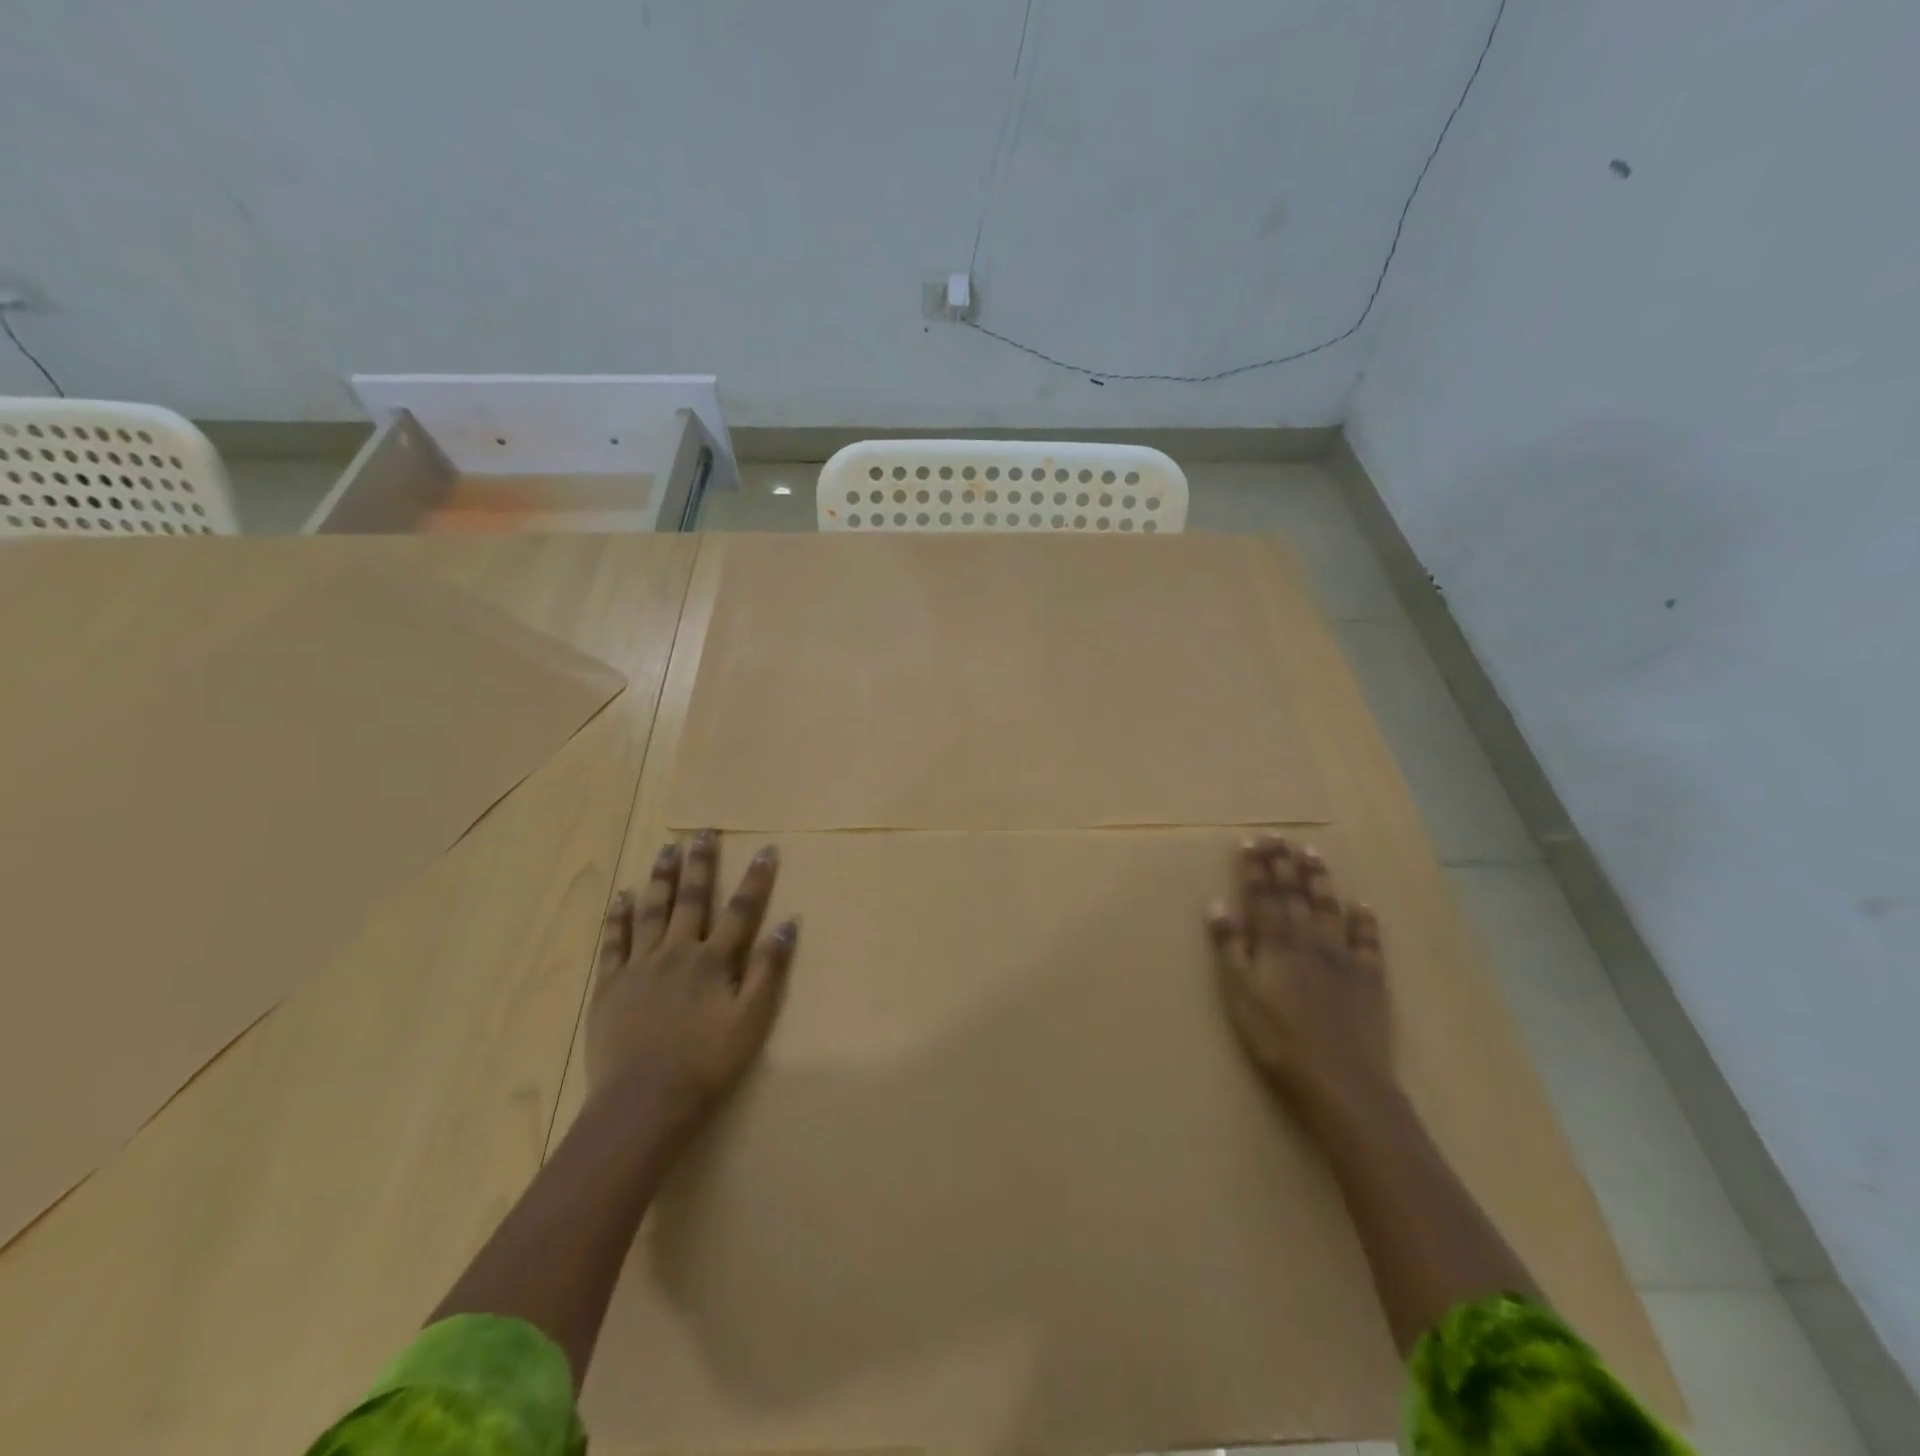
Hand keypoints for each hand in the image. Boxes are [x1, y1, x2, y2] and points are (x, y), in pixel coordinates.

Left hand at [587, 830, 797, 1130]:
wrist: (644, 1102)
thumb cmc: (707, 1063)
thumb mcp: (752, 1020)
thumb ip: (769, 970)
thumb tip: (789, 925)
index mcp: (713, 961)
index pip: (741, 910)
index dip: (755, 879)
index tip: (765, 849)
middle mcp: (677, 953)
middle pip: (692, 900)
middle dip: (701, 864)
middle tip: (703, 832)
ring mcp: (639, 966)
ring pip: (652, 911)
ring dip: (661, 878)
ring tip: (666, 849)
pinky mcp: (610, 986)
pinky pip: (614, 941)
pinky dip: (618, 916)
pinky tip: (621, 896)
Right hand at [1205, 836, 1394, 1131]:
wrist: (1342, 1081)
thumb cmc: (1278, 1040)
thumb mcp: (1239, 995)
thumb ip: (1230, 948)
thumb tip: (1217, 904)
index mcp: (1275, 943)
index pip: (1262, 895)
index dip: (1255, 868)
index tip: (1252, 841)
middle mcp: (1308, 940)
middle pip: (1294, 894)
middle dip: (1283, 863)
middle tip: (1278, 836)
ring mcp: (1343, 958)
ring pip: (1328, 908)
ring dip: (1319, 880)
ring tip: (1312, 854)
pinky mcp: (1371, 979)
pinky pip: (1368, 941)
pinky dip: (1365, 921)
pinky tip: (1362, 905)